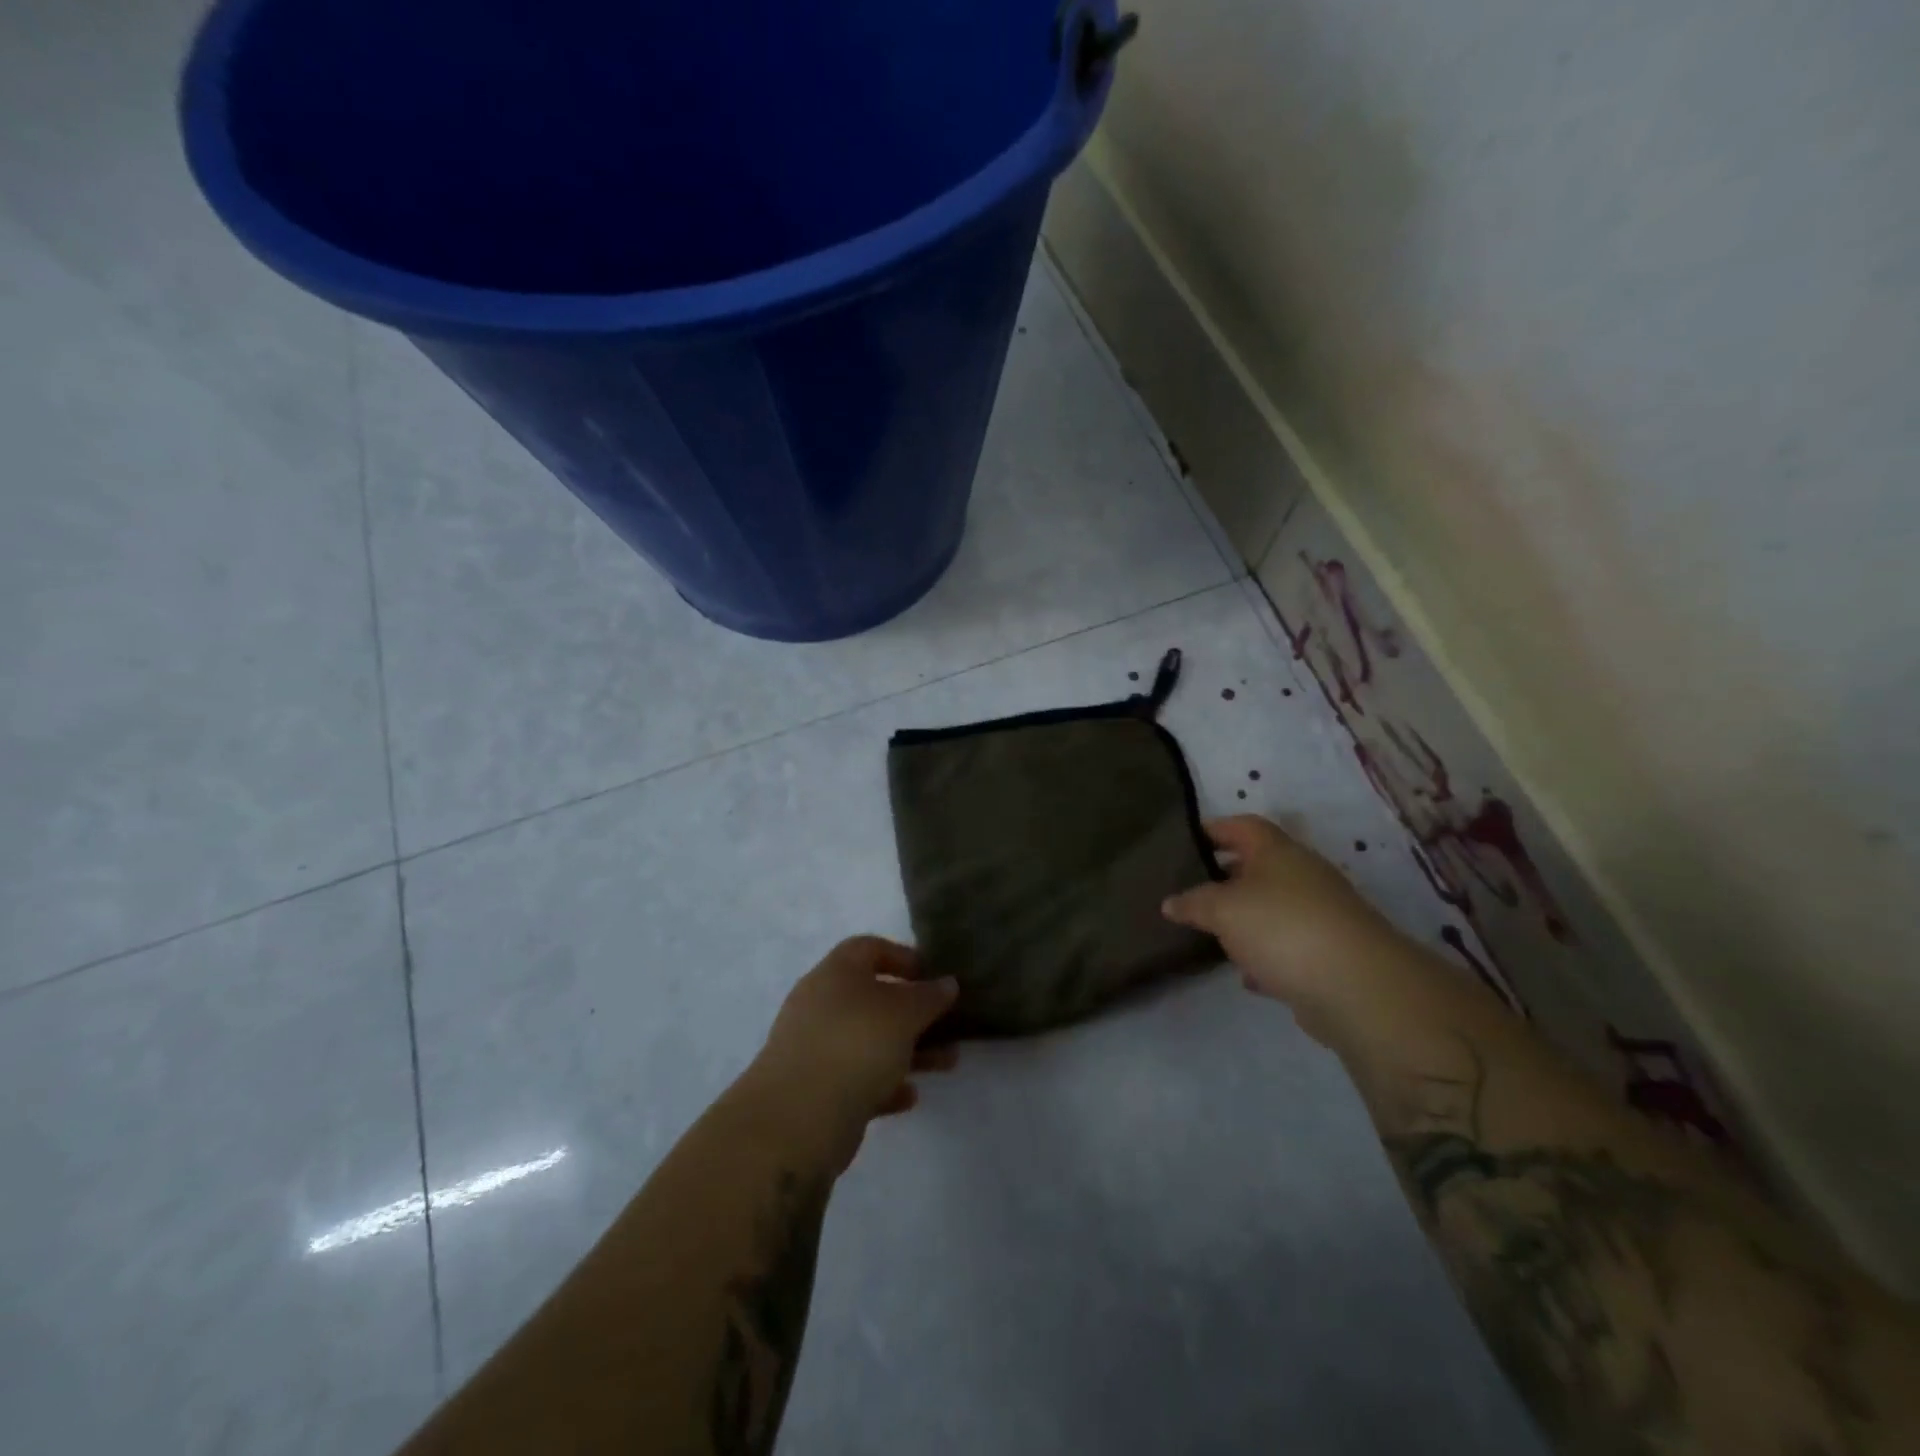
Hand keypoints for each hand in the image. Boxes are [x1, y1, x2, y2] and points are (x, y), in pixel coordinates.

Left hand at [746, 937, 958, 1170]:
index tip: (932, 974)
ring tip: (947, 1063)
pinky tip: (910, 1096)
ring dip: (908, 1049)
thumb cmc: (856, 1045)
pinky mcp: (815, 1090)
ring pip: (869, 1040)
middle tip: (948, 1023)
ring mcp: (815, 1047)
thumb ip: (929, 996)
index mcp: (836, 973)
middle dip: (913, 1011)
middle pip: (872, 997)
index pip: (869, 948)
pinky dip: (885, 1083)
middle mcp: (821, 1004)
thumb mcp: (904, 1013)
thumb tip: (947, 983)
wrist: (798, 1118)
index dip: (902, 956)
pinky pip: (858, 1078)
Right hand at [1162, 816, 1400, 1041]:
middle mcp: (1302, 875)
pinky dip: (1266, 955)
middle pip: (1257, 866)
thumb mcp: (1222, 909)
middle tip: (1188, 891)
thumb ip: (1193, 903)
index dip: (1212, 829)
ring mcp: (1320, 914)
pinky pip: (1287, 946)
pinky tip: (1246, 975)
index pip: (1241, 825)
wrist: (1357, 987)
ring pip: (1272, 908)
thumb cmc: (1281, 927)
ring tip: (1209, 933)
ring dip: (1244, 920)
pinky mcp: (1329, 953)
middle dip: (1223, 878)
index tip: (1182, 843)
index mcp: (1278, 851)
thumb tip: (1170, 902)